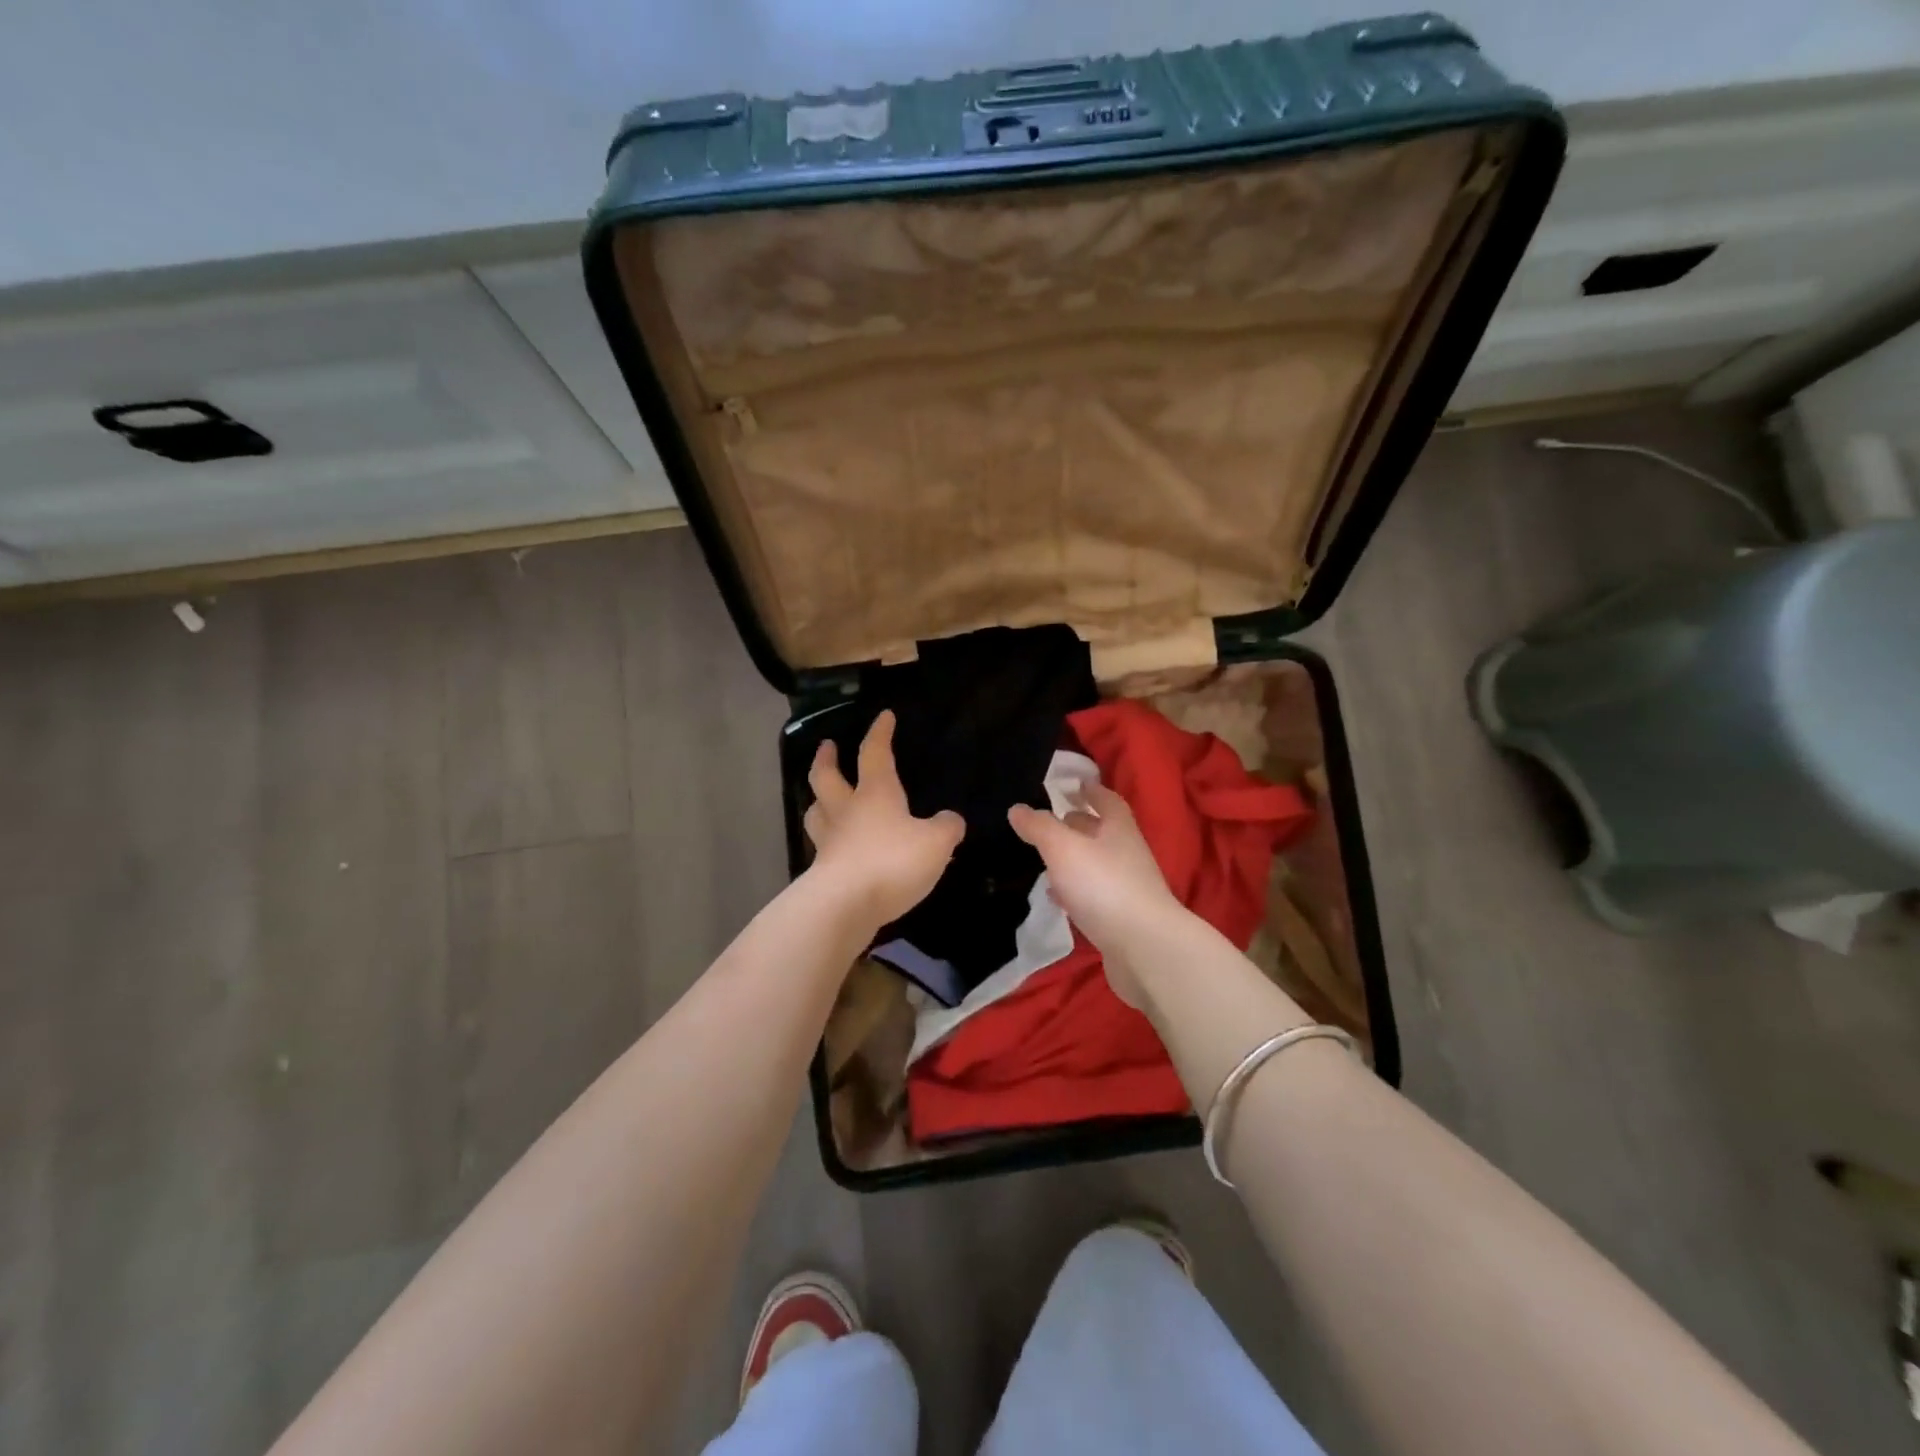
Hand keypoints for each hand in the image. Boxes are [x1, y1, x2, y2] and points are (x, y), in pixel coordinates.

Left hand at [804, 710, 964, 927]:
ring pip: (816, 812)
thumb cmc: (892, 862)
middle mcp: (847, 811)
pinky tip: (835, 848)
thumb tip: (951, 821)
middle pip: (827, 777)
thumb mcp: (936, 843)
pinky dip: (827, 842)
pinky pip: (822, 848)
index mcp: (875, 794)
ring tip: (821, 797)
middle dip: (827, 759)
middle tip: (828, 747)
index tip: (884, 716)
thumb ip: (947, 828)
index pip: (875, 753)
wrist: (845, 906)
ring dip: (818, 800)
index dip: (880, 734)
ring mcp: (829, 842)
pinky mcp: (822, 873)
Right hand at [1009, 784, 1182, 1008]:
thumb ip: (1039, 827)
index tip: (1076, 784)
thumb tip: (1017, 808)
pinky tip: (1057, 898)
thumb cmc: (1104, 886)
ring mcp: (1127, 889)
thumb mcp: (1063, 848)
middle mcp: (1127, 854)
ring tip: (1047, 859)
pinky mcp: (1121, 919)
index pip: (1107, 801)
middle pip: (1103, 833)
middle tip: (1053, 820)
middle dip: (1080, 824)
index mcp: (1119, 830)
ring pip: (1097, 865)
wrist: (1144, 949)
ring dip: (1075, 859)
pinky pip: (1094, 896)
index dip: (1092, 791)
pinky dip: (1075, 891)